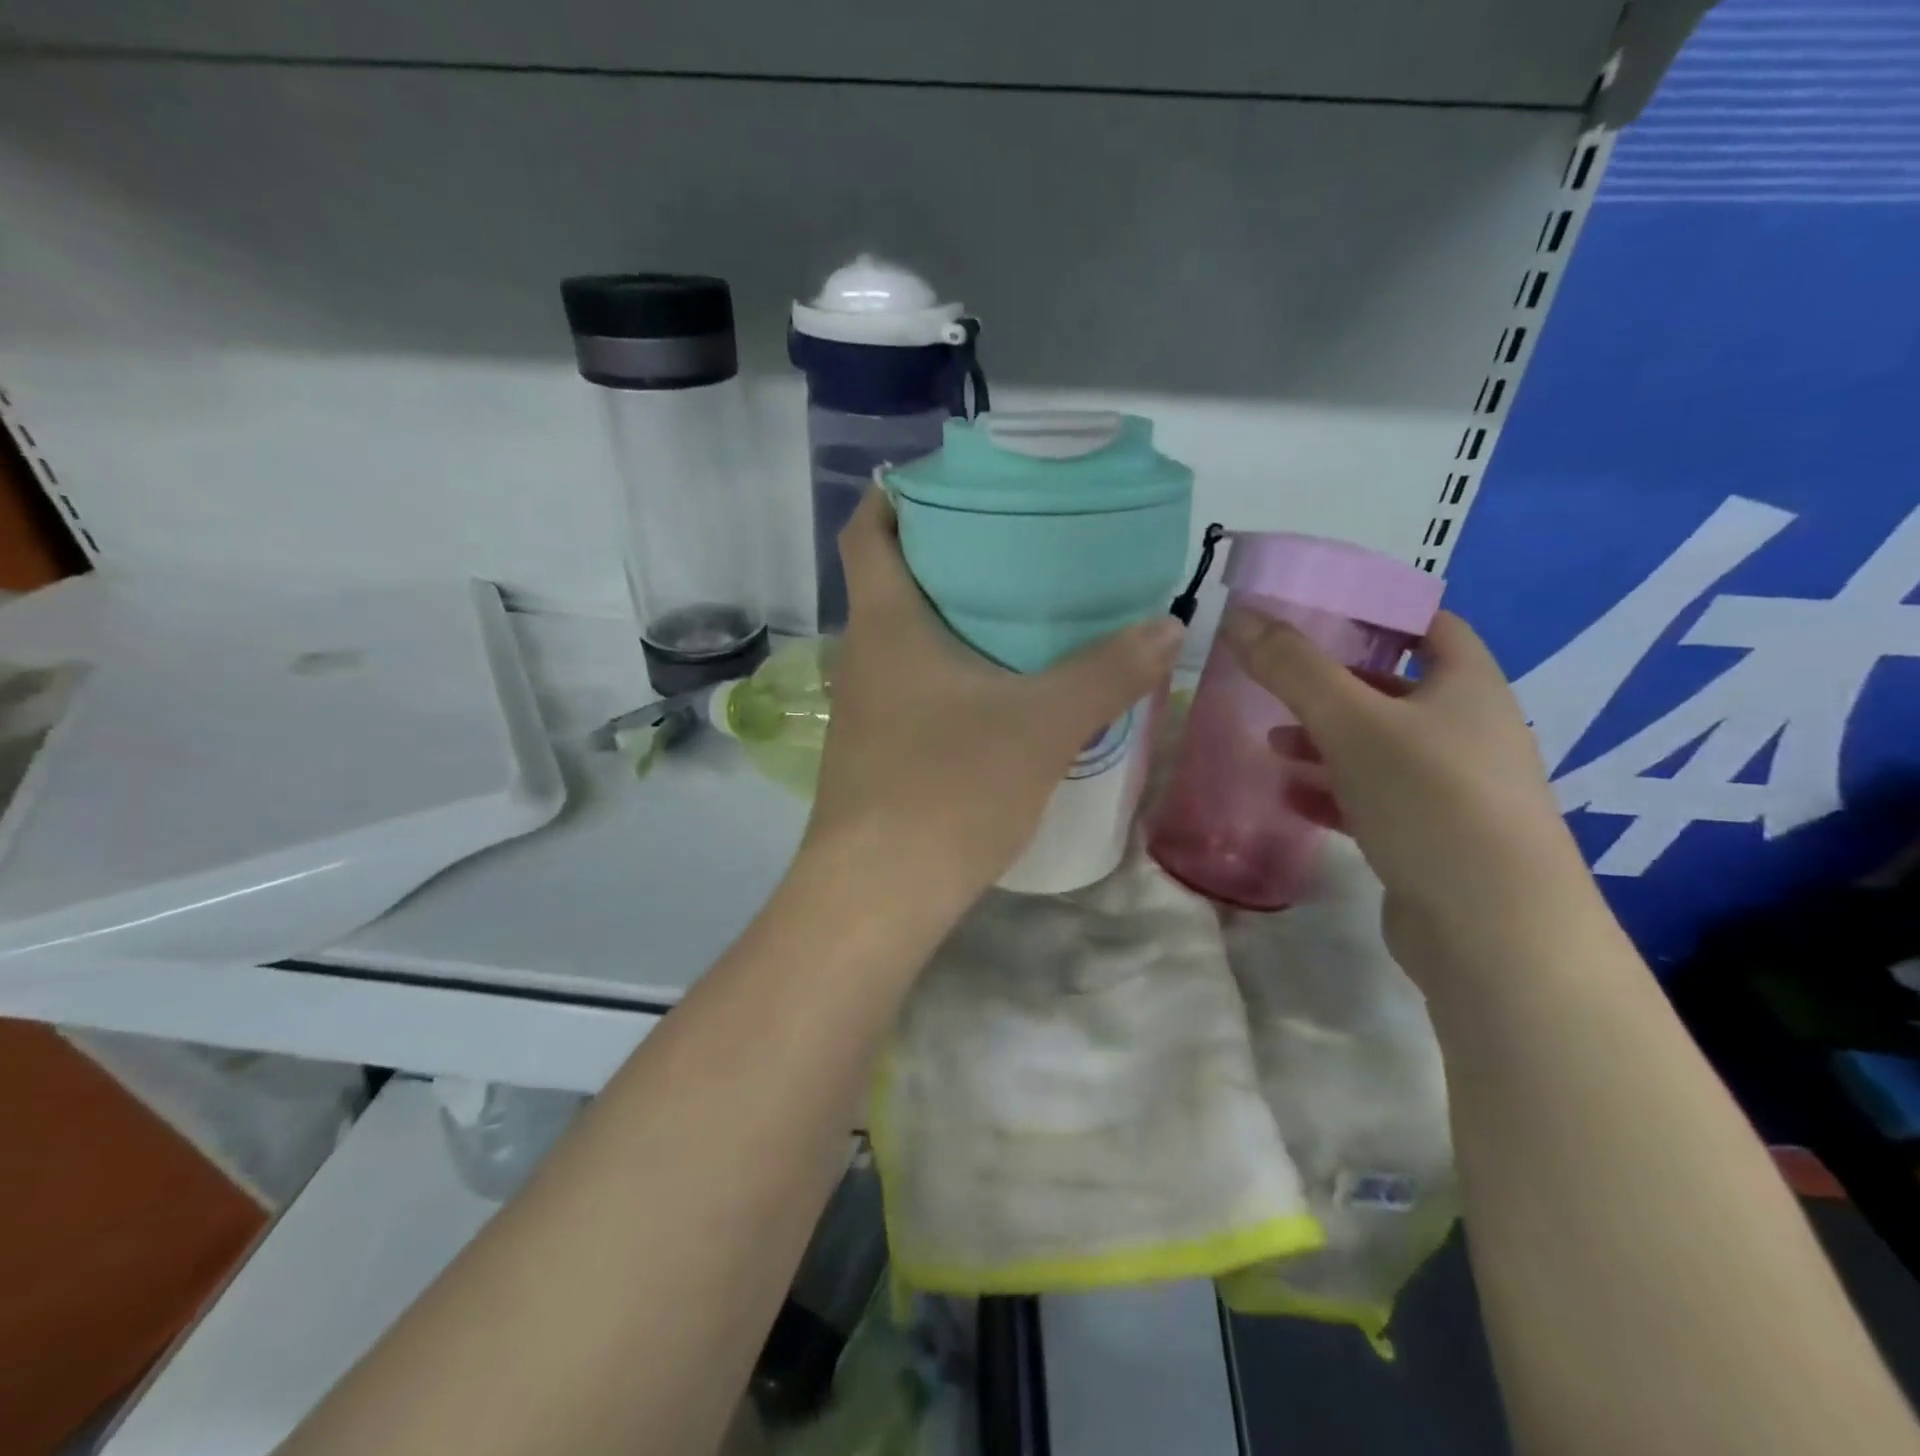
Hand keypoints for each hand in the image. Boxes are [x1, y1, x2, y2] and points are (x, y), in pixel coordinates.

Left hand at [806, 490, 1182, 911]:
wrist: (879, 894)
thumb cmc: (948, 787)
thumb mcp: (1043, 723)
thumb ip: (1108, 671)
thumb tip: (1168, 626)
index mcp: (886, 622)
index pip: (869, 529)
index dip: (900, 494)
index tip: (955, 483)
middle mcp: (864, 655)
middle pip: (895, 579)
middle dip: (950, 553)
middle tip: (1019, 543)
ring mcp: (866, 707)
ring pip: (907, 638)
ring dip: (956, 618)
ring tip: (1024, 611)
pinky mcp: (878, 751)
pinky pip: (916, 687)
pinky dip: (954, 671)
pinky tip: (1003, 690)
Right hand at [1220, 607, 1595, 985]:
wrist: (1494, 930)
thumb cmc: (1431, 800)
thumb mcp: (1353, 723)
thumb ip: (1293, 668)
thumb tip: (1240, 615)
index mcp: (1468, 687)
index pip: (1430, 625)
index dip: (1379, 612)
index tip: (1318, 613)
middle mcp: (1469, 731)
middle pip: (1395, 689)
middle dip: (1334, 683)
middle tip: (1278, 679)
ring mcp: (1453, 790)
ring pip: (1379, 748)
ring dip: (1326, 741)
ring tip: (1270, 742)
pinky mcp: (1432, 839)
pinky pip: (1374, 799)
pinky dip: (1332, 791)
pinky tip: (1290, 797)